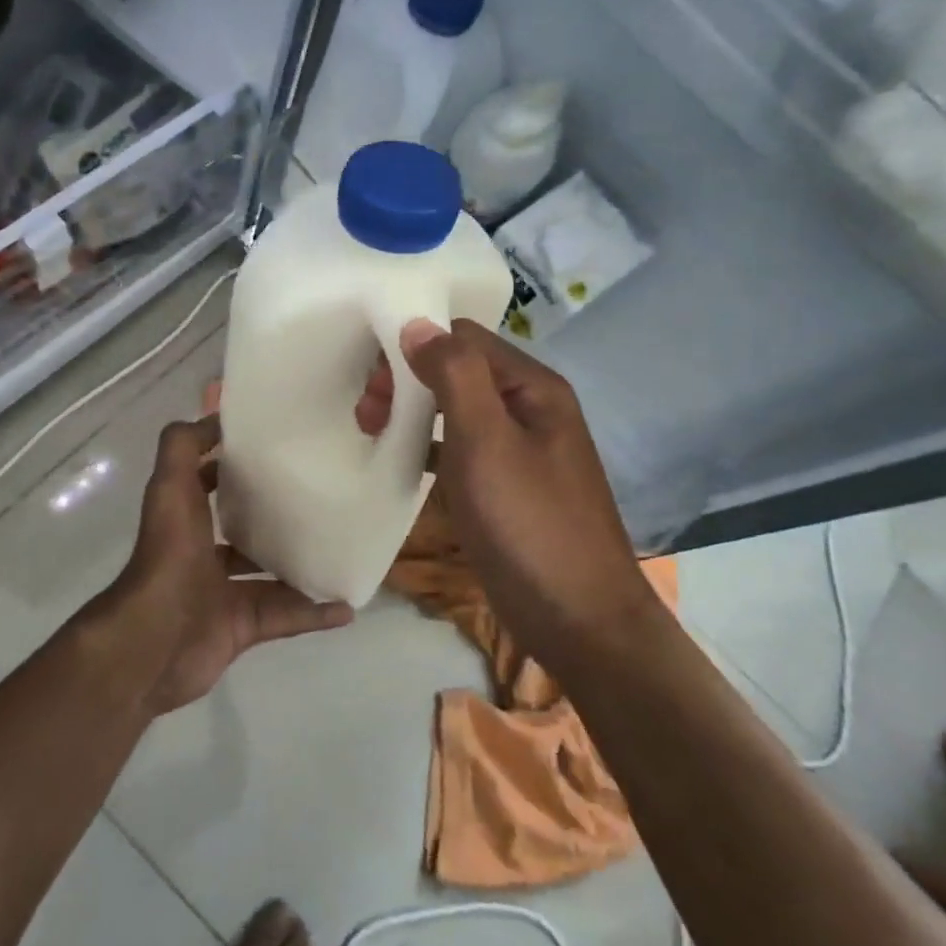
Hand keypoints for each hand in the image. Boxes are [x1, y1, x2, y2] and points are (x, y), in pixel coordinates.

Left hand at [109, 414, 352, 714]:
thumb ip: (184, 446)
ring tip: (341, 545)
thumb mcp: (171, 486)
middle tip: (320, 494)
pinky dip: (314, 613)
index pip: (208, 481)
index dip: (231, 463)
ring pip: (269, 575)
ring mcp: (221, 592)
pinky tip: (347, 604)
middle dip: (273, 514)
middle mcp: (202, 552)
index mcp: (185, 517)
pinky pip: (286, 616)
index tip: (274, 447)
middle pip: (243, 529)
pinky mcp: (242, 627)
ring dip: (301, 564)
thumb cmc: (168, 556)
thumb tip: (215, 416)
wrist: (155, 642)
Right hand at [360, 320, 651, 646]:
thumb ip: (454, 374)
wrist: (579, 621)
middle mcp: (529, 407)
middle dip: (408, 380)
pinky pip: (460, 447)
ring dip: (413, 411)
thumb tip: (418, 324)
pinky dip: (428, 445)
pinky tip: (401, 462)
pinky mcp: (507, 485)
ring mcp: (519, 448)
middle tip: (367, 414)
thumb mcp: (486, 440)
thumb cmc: (529, 523)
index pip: (464, 336)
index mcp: (532, 386)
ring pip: (455, 408)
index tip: (372, 380)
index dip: (415, 346)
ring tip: (372, 431)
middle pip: (458, 369)